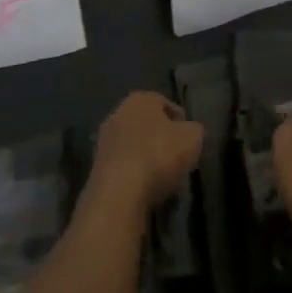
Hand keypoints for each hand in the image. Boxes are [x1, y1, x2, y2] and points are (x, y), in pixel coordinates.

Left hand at [88, 92, 204, 213]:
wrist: (119, 193)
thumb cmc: (159, 155)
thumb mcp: (193, 137)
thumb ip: (195, 129)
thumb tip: (191, 131)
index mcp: (140, 99)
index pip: (166, 104)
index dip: (182, 122)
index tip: (190, 140)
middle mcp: (118, 113)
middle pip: (147, 125)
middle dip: (162, 139)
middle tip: (178, 158)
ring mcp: (104, 141)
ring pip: (135, 147)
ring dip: (148, 159)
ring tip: (165, 178)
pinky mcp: (97, 168)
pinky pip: (124, 167)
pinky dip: (135, 175)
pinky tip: (147, 189)